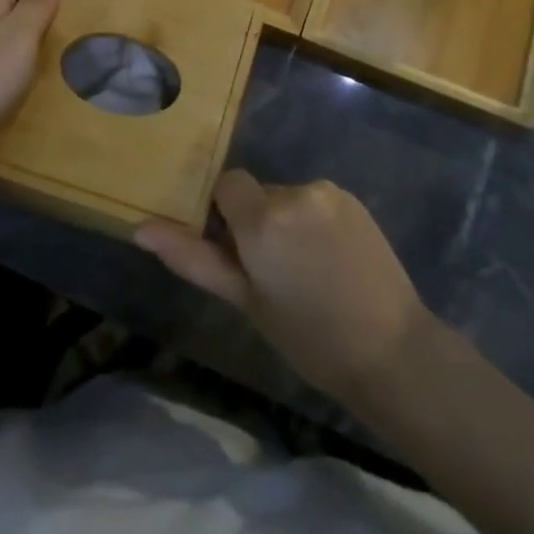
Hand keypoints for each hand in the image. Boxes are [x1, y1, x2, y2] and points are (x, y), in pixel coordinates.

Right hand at [135, 171, 429, 404]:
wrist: (392, 350)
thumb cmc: (309, 337)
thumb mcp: (245, 301)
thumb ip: (193, 258)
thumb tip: (141, 228)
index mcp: (262, 218)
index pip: (226, 183)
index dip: (226, 213)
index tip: (237, 251)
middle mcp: (294, 192)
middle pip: (258, 193)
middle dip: (257, 222)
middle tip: (274, 273)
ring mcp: (328, 193)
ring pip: (288, 198)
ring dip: (287, 223)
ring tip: (307, 272)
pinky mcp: (354, 200)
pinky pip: (317, 202)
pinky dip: (314, 223)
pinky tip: (332, 262)